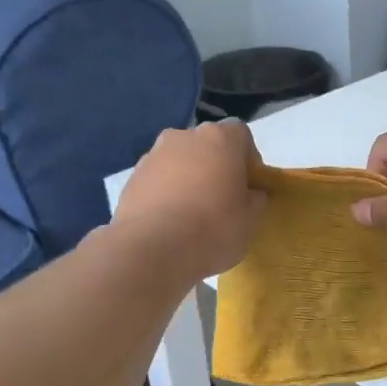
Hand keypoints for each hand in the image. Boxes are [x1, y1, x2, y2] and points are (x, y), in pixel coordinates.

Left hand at [113, 120, 266, 279]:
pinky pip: (157, 181)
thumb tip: (250, 194)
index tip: (249, 187)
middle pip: (207, 146)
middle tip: (221, 201)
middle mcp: (184, 137)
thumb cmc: (213, 229)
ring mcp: (153, 155)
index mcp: (219, 138)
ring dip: (187, 180)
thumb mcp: (251, 221)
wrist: (151, 249)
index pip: (241, 135)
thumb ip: (255, 200)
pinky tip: (169, 224)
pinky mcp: (131, 178)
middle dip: (215, 168)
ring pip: (179, 163)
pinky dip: (165, 195)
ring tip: (191, 216)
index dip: (248, 160)